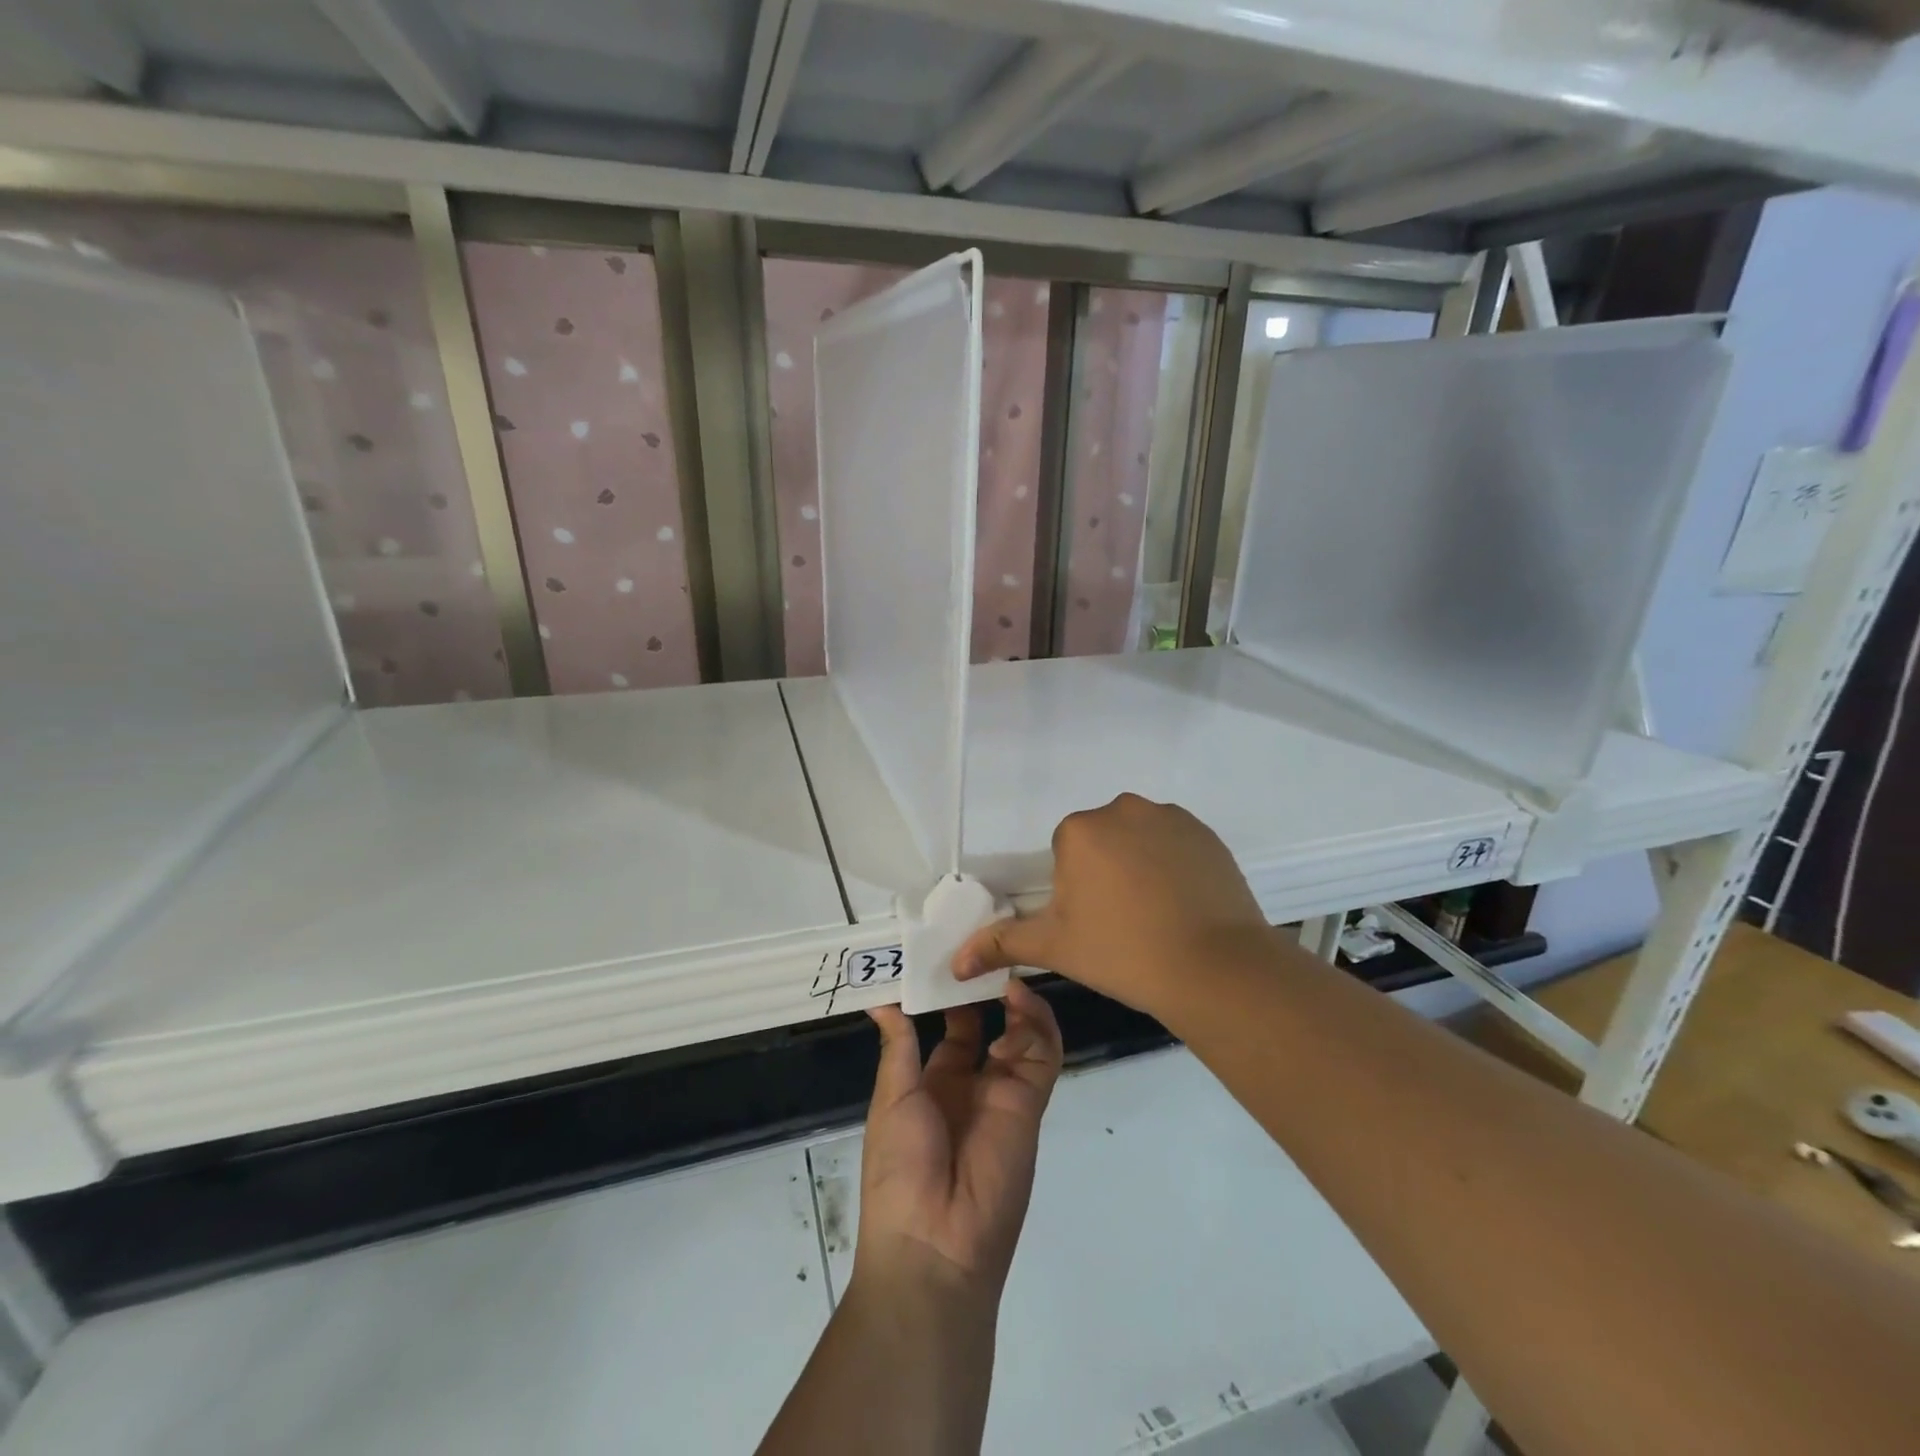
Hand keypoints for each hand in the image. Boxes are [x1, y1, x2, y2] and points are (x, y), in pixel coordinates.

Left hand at [855, 980, 1063, 1302]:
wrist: (934, 1242)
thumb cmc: (898, 1168)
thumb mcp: (892, 1099)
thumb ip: (898, 1047)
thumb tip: (881, 1001)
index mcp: (933, 1084)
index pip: (951, 1029)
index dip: (951, 996)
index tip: (950, 955)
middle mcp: (972, 1084)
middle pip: (989, 1025)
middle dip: (987, 990)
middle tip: (984, 948)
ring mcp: (1004, 1092)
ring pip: (1022, 1033)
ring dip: (1016, 1000)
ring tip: (1002, 967)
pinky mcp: (1030, 1101)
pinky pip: (1042, 1054)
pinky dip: (1036, 1023)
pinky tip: (1018, 998)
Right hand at [953, 793, 1271, 1019]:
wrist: (1214, 967)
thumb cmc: (1122, 952)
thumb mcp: (1055, 948)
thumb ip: (1002, 944)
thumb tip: (955, 963)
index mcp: (1080, 829)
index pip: (1066, 851)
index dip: (1075, 889)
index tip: (1093, 922)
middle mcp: (1123, 809)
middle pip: (1102, 839)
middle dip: (1105, 871)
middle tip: (1122, 921)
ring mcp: (1170, 817)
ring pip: (1139, 839)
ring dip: (1139, 865)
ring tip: (1157, 915)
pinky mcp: (1206, 833)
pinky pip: (1176, 843)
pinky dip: (1174, 865)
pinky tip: (1184, 904)